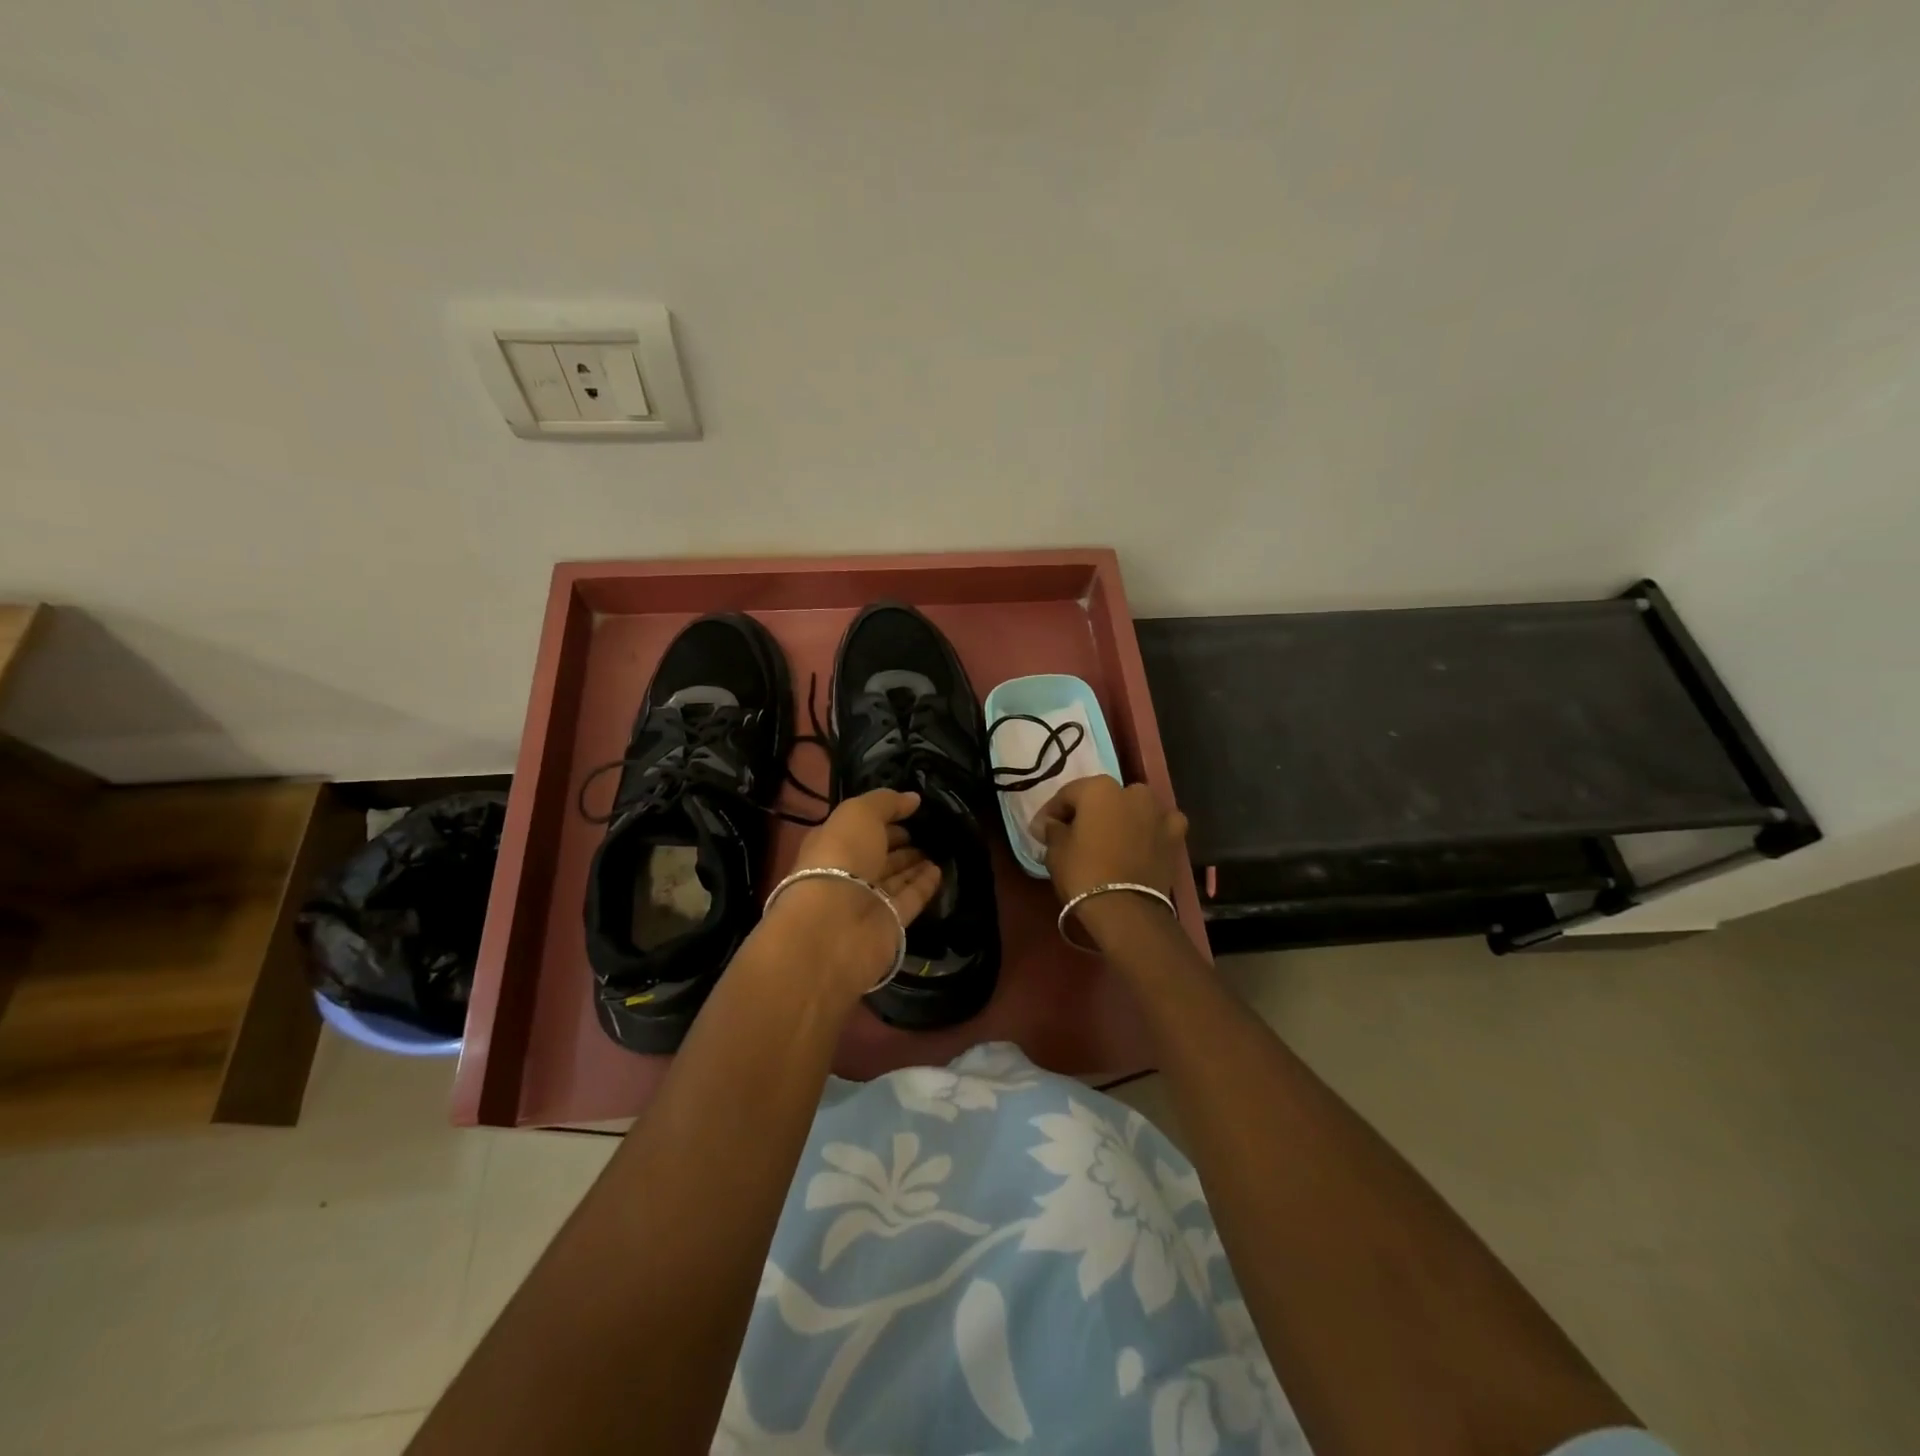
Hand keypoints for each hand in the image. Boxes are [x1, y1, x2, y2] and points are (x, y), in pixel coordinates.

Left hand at [758, 789, 943, 995]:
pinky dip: (924, 885)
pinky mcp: (889, 923)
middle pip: (878, 854)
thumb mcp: (859, 814)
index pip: (861, 828)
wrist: (835, 923)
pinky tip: (940, 870)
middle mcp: (848, 872)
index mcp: (833, 843)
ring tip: (939, 848)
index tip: (912, 809)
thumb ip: (886, 802)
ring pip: (894, 878)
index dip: (884, 818)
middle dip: (899, 842)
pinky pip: (910, 899)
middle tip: (929, 830)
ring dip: (914, 863)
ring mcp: (868, 900)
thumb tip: (913, 798)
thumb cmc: (841, 857)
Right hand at [1036, 777, 1188, 948]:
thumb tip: (1049, 824)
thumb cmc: (1083, 872)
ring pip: (1134, 807)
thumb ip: (1052, 830)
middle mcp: (1131, 792)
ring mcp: (1157, 812)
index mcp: (1098, 788)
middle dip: (1088, 812)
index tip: (1041, 829)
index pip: (1068, 794)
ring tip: (1109, 839)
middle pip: (1103, 798)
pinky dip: (1151, 830)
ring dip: (1122, 817)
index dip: (1052, 812)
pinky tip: (1143, 841)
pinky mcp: (1175, 836)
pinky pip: (1160, 825)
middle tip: (1074, 834)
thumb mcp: (1056, 850)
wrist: (1125, 909)